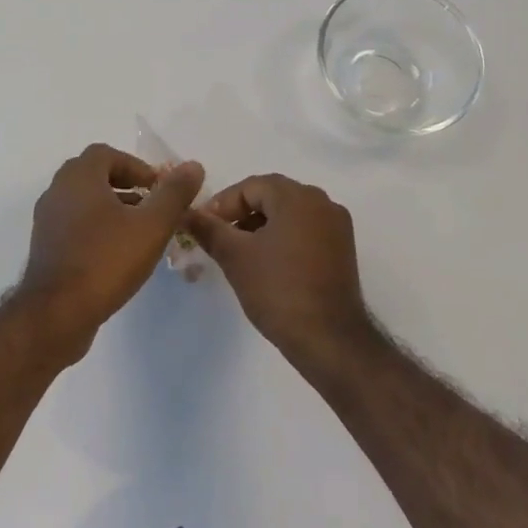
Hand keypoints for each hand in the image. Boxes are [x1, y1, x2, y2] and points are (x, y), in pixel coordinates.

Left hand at [22, 144, 204, 352]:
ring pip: (83, 201)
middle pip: (93, 175)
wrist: (56, 314)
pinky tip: (116, 254)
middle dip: (125, 185)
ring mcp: (47, 220)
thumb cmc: (105, 261)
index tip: (157, 187)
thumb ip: (174, 194)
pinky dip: (96, 227)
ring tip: (139, 231)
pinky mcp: (45, 246)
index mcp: (79, 177)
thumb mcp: (151, 226)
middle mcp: (57, 190)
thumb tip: (193, 166)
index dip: (135, 166)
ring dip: (111, 208)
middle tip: (150, 205)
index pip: (106, 154)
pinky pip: (74, 224)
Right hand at [185, 174, 375, 368]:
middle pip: (271, 196)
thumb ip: (208, 229)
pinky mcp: (343, 249)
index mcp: (298, 196)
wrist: (329, 340)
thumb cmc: (278, 290)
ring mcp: (336, 226)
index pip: (250, 187)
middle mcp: (322, 202)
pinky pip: (305, 230)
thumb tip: (185, 213)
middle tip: (218, 238)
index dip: (222, 205)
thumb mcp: (235, 257)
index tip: (203, 227)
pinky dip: (283, 238)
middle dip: (241, 214)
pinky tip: (266, 263)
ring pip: (289, 214)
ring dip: (261, 226)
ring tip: (239, 253)